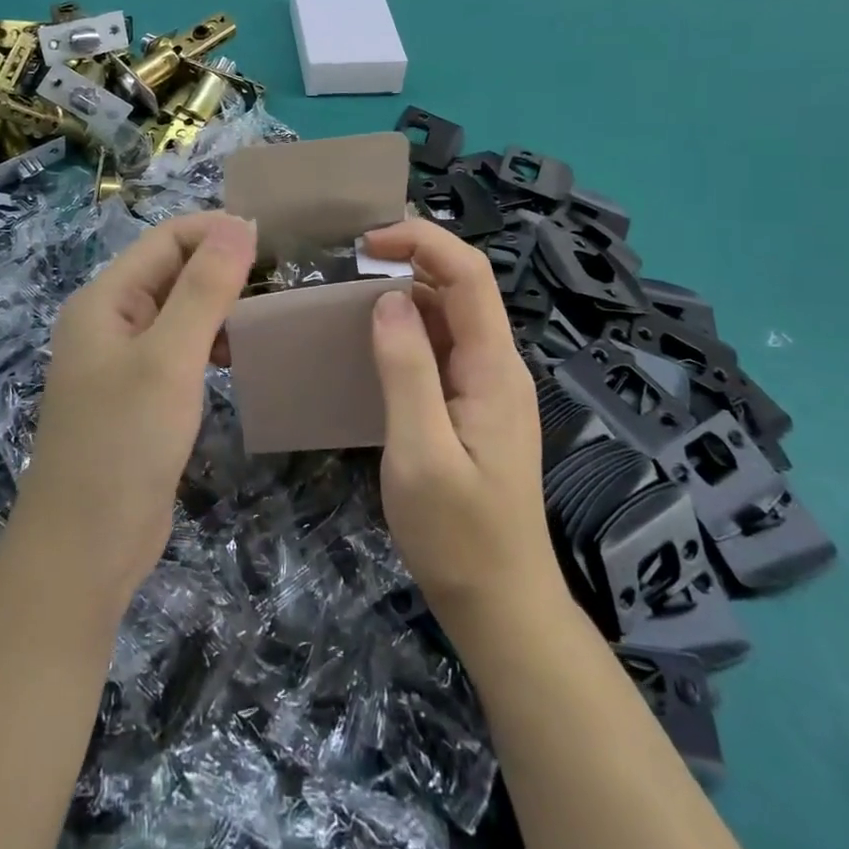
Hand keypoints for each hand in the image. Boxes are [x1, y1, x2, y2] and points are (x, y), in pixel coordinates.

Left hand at [13, 211, 256, 606]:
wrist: (85, 549)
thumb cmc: (124, 444)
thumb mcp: (169, 358)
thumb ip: (204, 288)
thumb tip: (240, 224)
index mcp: (105, 299)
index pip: (166, 239)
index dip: (217, 232)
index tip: (274, 244)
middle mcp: (109, 320)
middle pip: (171, 271)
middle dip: (221, 267)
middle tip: (280, 279)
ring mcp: (122, 359)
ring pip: (178, 310)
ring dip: (218, 304)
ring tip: (268, 313)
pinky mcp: (138, 395)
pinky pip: (178, 348)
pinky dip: (209, 341)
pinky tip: (239, 354)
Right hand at [361, 220, 561, 637]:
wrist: (501, 606)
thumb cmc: (458, 536)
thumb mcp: (420, 453)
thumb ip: (406, 369)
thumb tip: (387, 299)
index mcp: (493, 367)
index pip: (469, 275)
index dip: (422, 242)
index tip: (366, 243)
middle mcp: (497, 365)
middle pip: (461, 288)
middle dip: (410, 260)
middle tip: (348, 265)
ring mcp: (487, 387)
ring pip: (449, 317)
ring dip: (406, 295)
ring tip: (350, 298)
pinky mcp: (472, 408)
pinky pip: (442, 349)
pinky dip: (408, 331)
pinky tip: (373, 345)